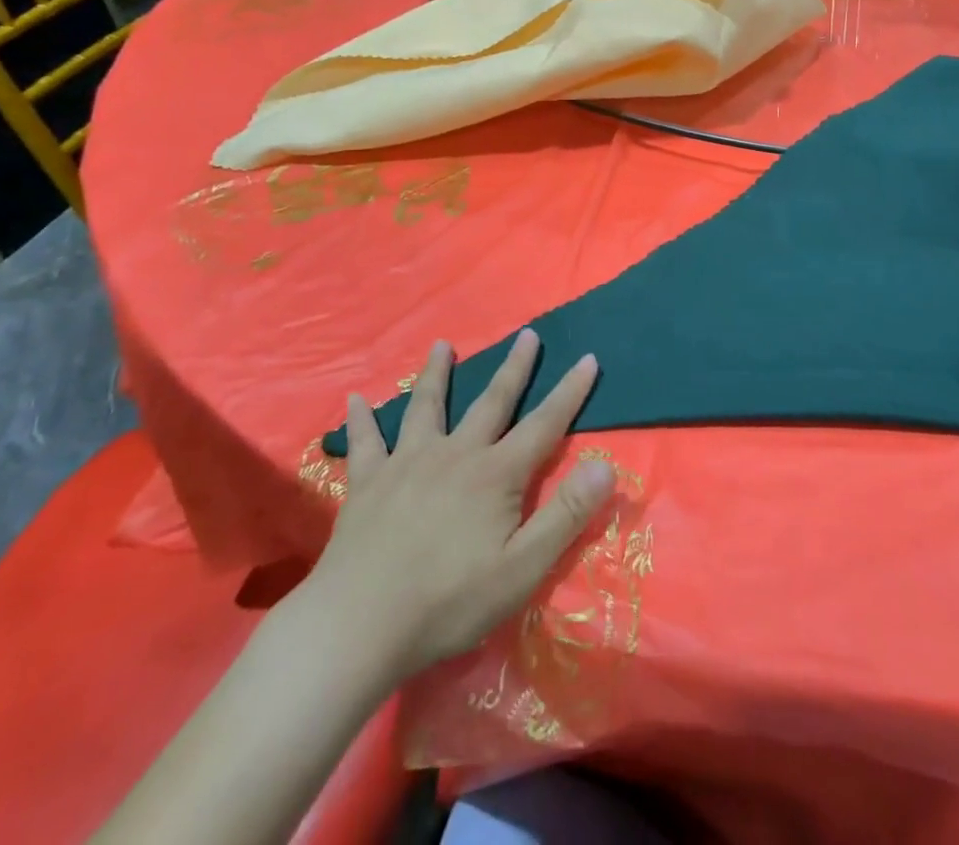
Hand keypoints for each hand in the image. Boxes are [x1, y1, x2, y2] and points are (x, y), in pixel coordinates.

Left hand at [297, 330, 614, 682]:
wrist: (359, 624)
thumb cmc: (448, 603)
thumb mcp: (521, 569)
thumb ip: (565, 515)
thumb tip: (604, 465)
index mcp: (495, 475)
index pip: (544, 424)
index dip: (570, 392)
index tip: (587, 358)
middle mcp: (454, 454)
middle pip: (490, 401)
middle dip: (514, 367)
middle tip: (527, 333)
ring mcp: (407, 463)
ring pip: (425, 407)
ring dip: (436, 374)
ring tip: (441, 345)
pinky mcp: (368, 482)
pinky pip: (365, 442)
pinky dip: (361, 419)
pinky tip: (355, 399)